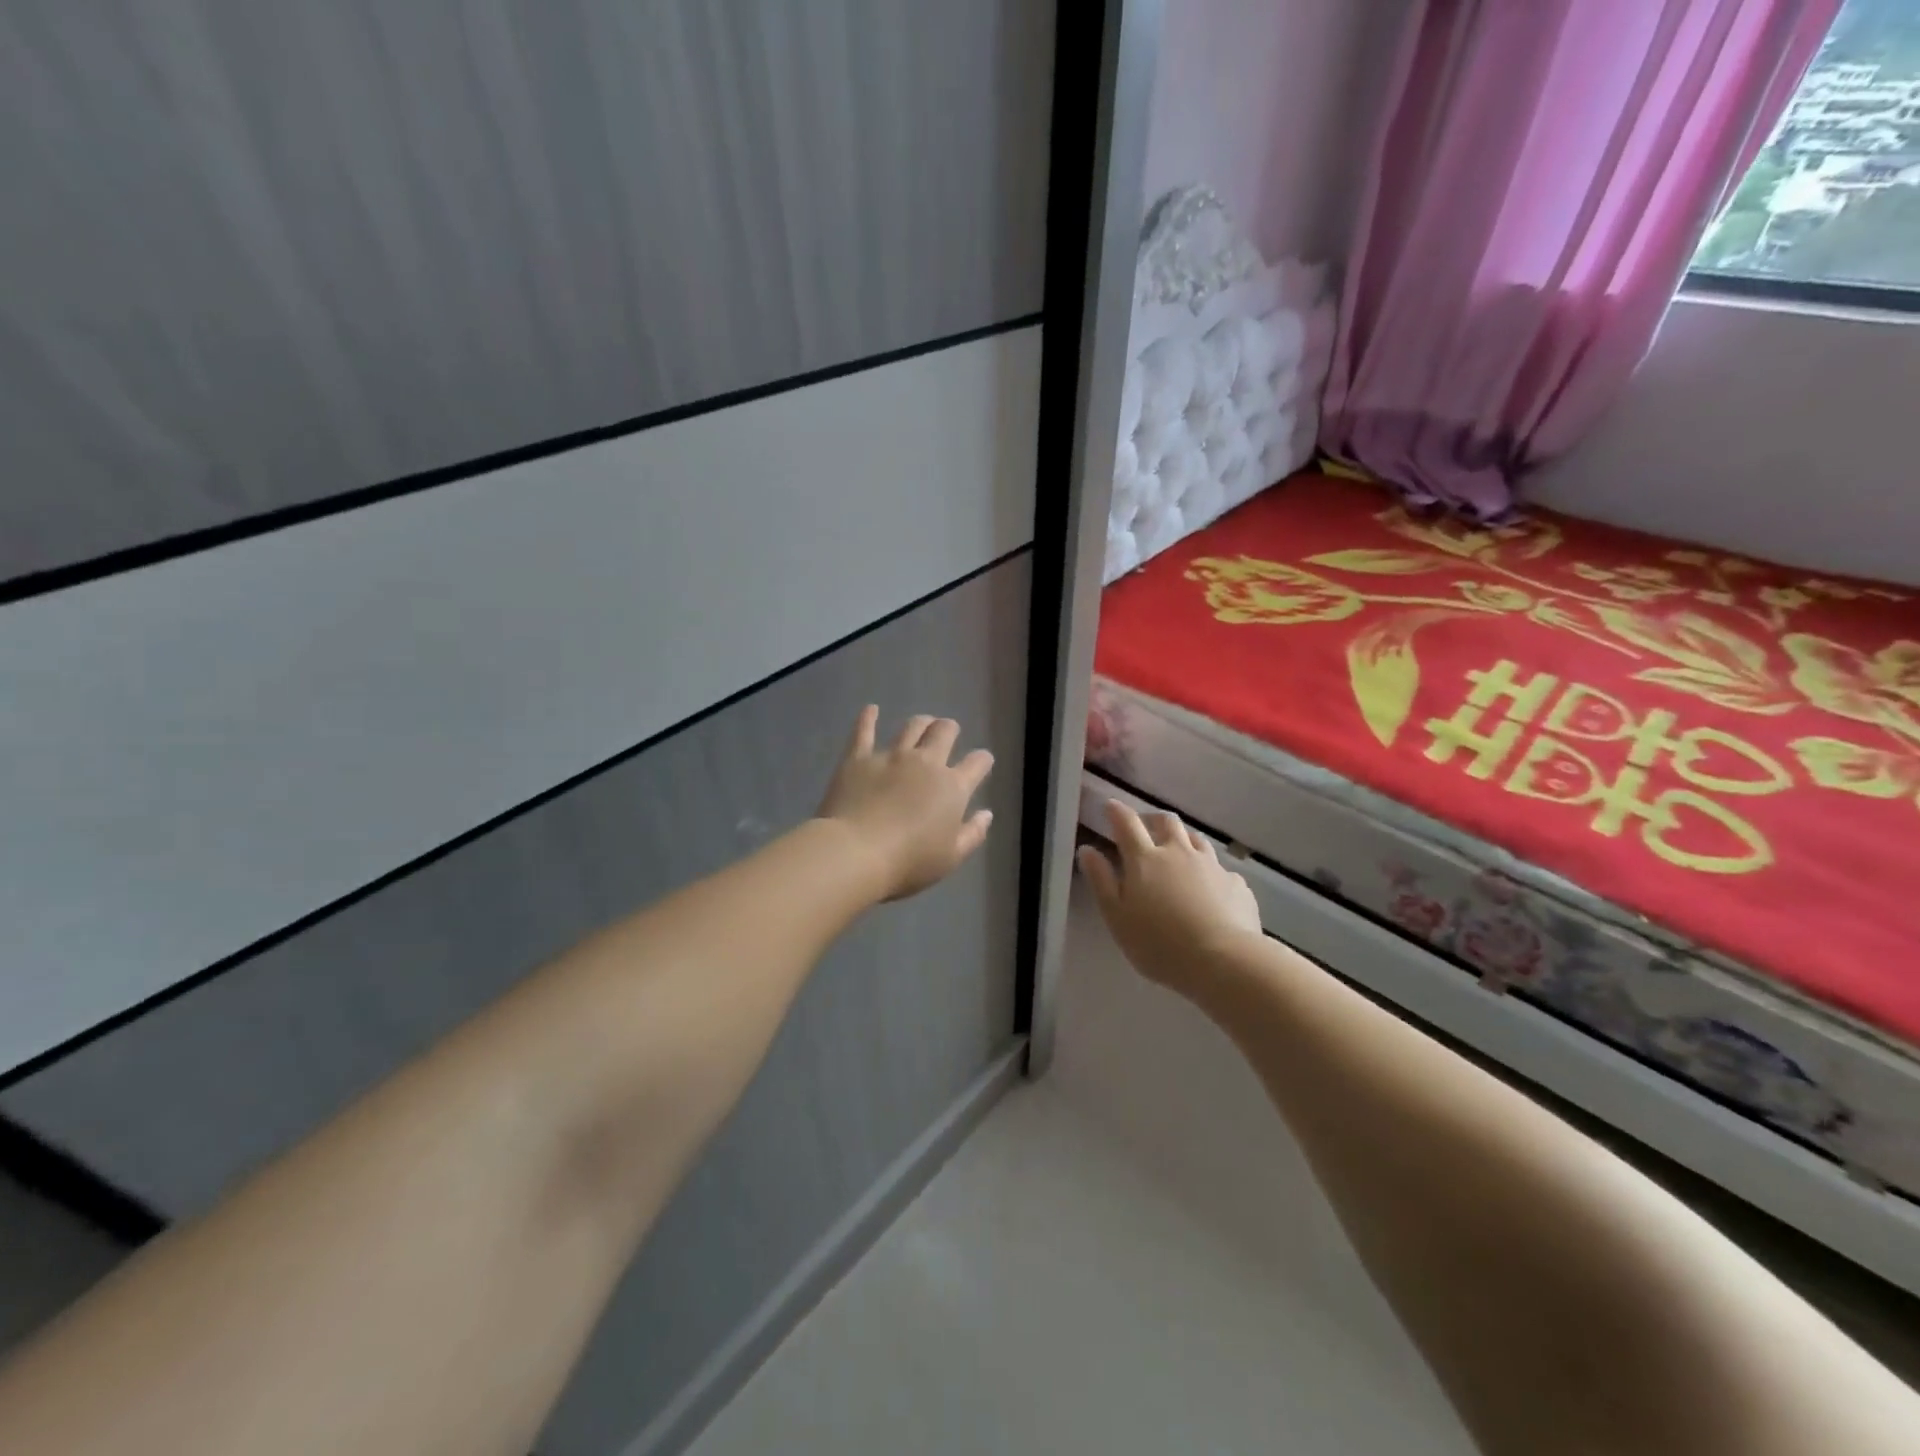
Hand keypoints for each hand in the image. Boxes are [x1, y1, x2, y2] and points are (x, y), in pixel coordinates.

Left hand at [816, 706, 994, 900]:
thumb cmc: (908, 862)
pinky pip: (864, 731)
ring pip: (912, 727)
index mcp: (952, 788)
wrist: (855, 853)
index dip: (982, 760)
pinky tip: (871, 709)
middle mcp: (925, 763)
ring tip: (923, 723)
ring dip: (921, 723)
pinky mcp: (858, 758)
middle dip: (950, 729)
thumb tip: (986, 814)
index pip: (976, 765)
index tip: (982, 761)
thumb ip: (972, 834)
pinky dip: (868, 718)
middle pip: (944, 733)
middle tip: (949, 731)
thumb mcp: (950, 858)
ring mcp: (891, 756)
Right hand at [1077, 801, 1261, 994]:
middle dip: (1152, 819)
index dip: (1116, 811)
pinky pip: (1220, 869)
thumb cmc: (1159, 944)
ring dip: (1183, 839)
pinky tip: (1210, 889)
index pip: (1127, 823)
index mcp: (1145, 859)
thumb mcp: (1117, 917)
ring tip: (1177, 852)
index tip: (1110, 806)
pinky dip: (1210, 872)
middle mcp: (1179, 853)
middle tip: (1145, 828)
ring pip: (1196, 839)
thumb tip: (1087, 849)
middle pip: (1166, 821)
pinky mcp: (1236, 884)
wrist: (1223, 961)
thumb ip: (1101, 881)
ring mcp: (1211, 866)